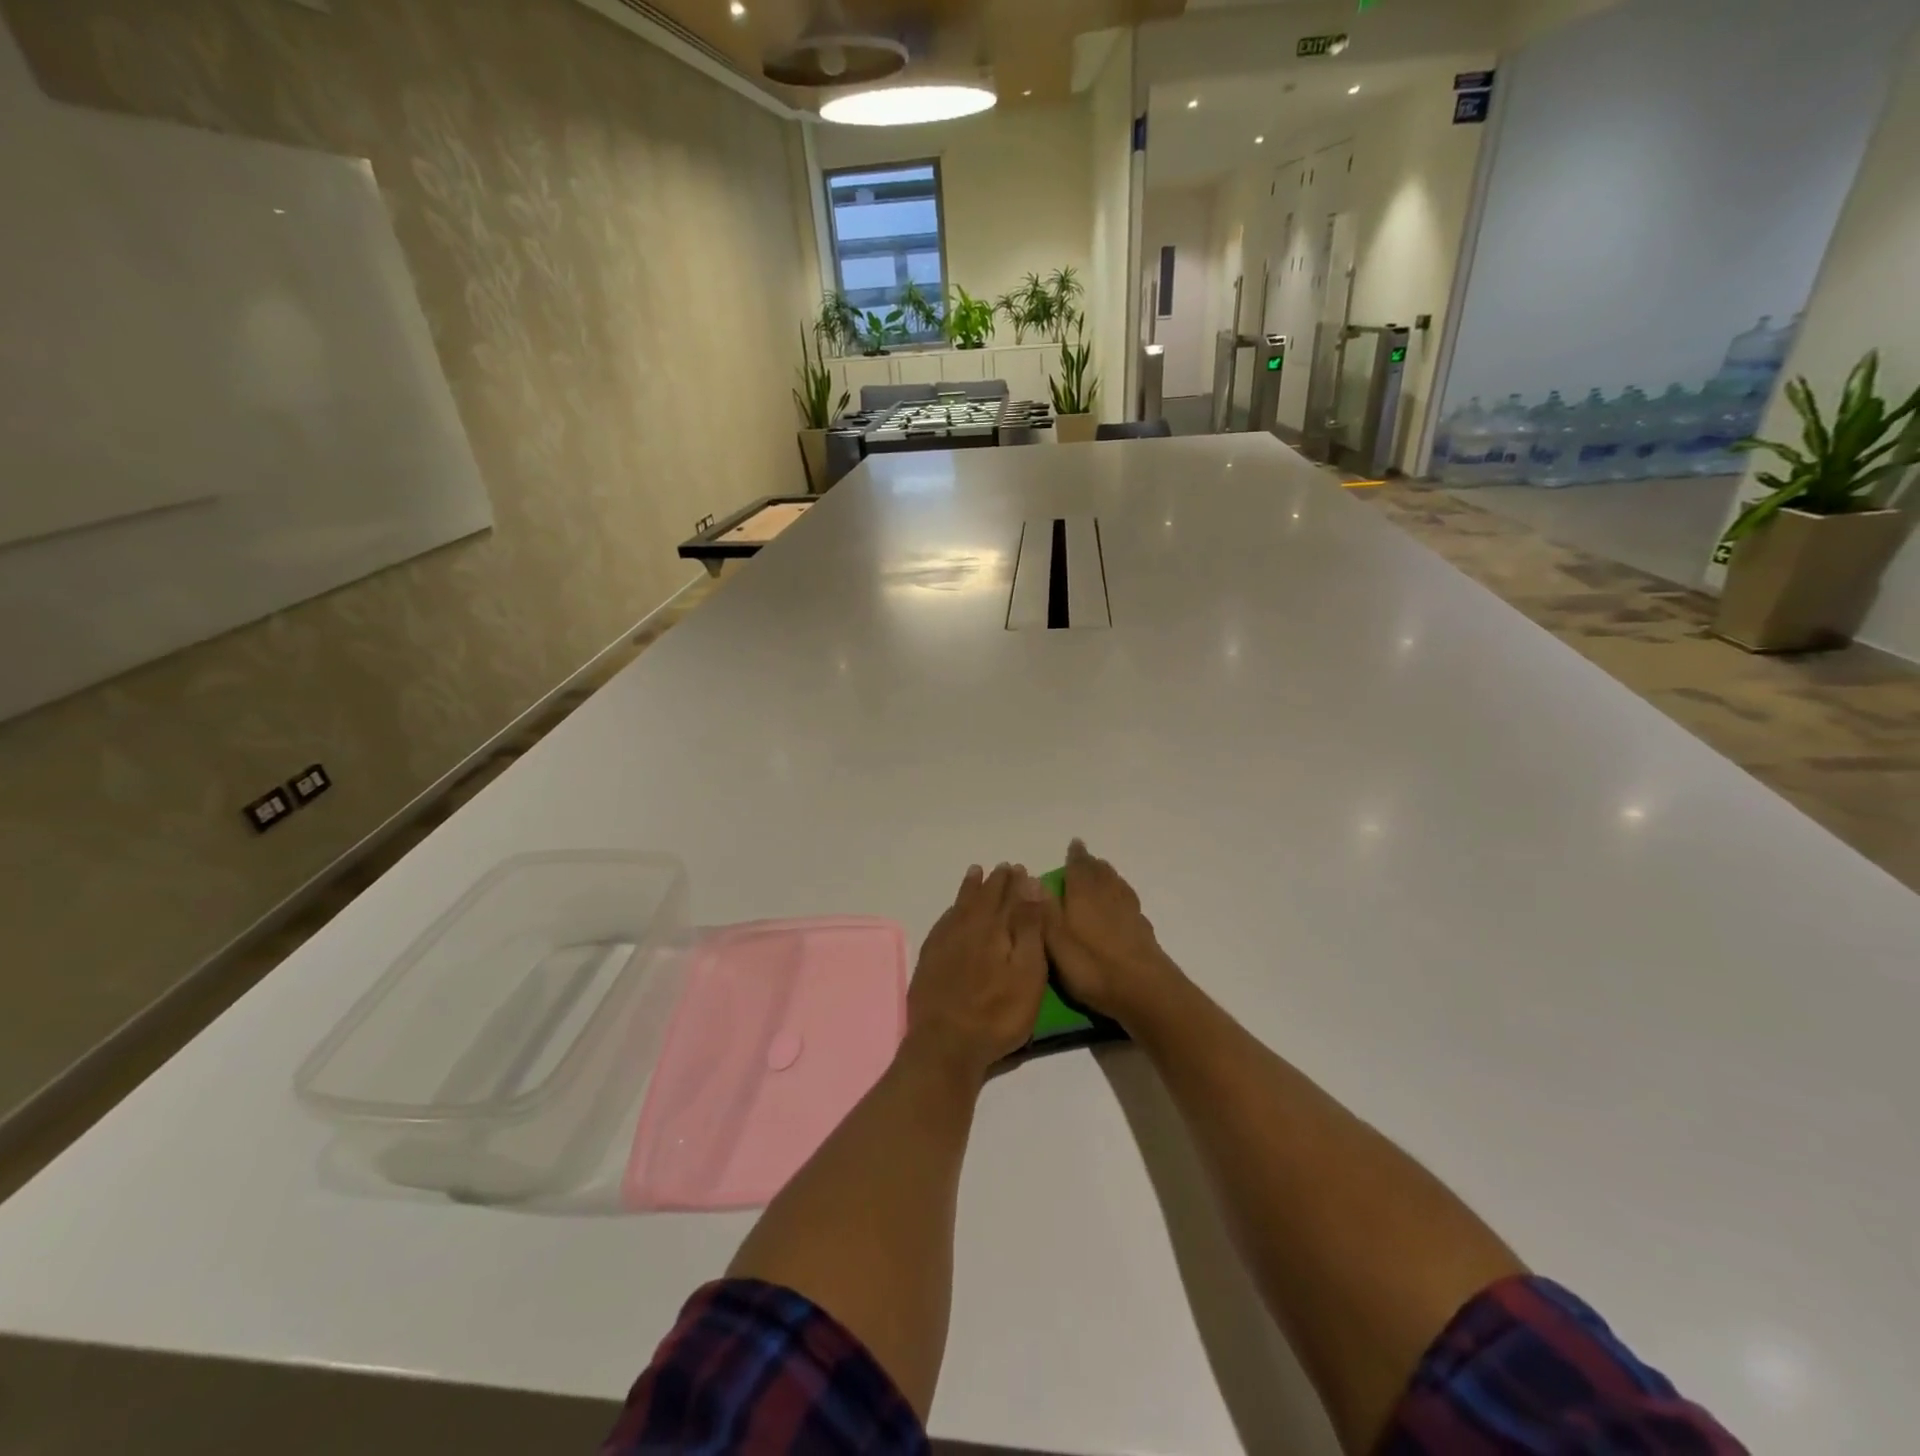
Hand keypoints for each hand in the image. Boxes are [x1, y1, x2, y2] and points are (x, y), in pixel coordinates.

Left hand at [906, 863, 1049, 1079]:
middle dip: (995, 882)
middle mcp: (968, 927)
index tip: (1022, 869)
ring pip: (960, 905)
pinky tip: (953, 910)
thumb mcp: (1027, 972)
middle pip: (983, 897)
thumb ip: (1028, 927)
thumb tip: (1030, 884)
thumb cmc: (997, 1013)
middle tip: (1004, 868)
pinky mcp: (929, 959)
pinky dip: (952, 910)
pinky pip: (943, 922)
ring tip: (976, 873)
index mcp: (994, 928)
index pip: (1009, 897)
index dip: (1017, 883)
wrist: (945, 1044)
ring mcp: (945, 942)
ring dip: (971, 888)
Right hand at [1039, 840, 1183, 1023]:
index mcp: (1084, 896)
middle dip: (1091, 864)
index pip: (1078, 868)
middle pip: (1101, 873)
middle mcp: (1108, 897)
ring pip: (1117, 885)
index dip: (1075, 856)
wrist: (1145, 991)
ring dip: (1109, 875)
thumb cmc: (1093, 966)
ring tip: (1103, 873)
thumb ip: (1044, 910)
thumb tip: (1030, 878)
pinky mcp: (1143, 931)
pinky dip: (1122, 895)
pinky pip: (1130, 902)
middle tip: (1085, 857)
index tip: (1074, 844)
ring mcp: (1129, 913)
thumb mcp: (1056, 941)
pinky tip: (1122, 905)